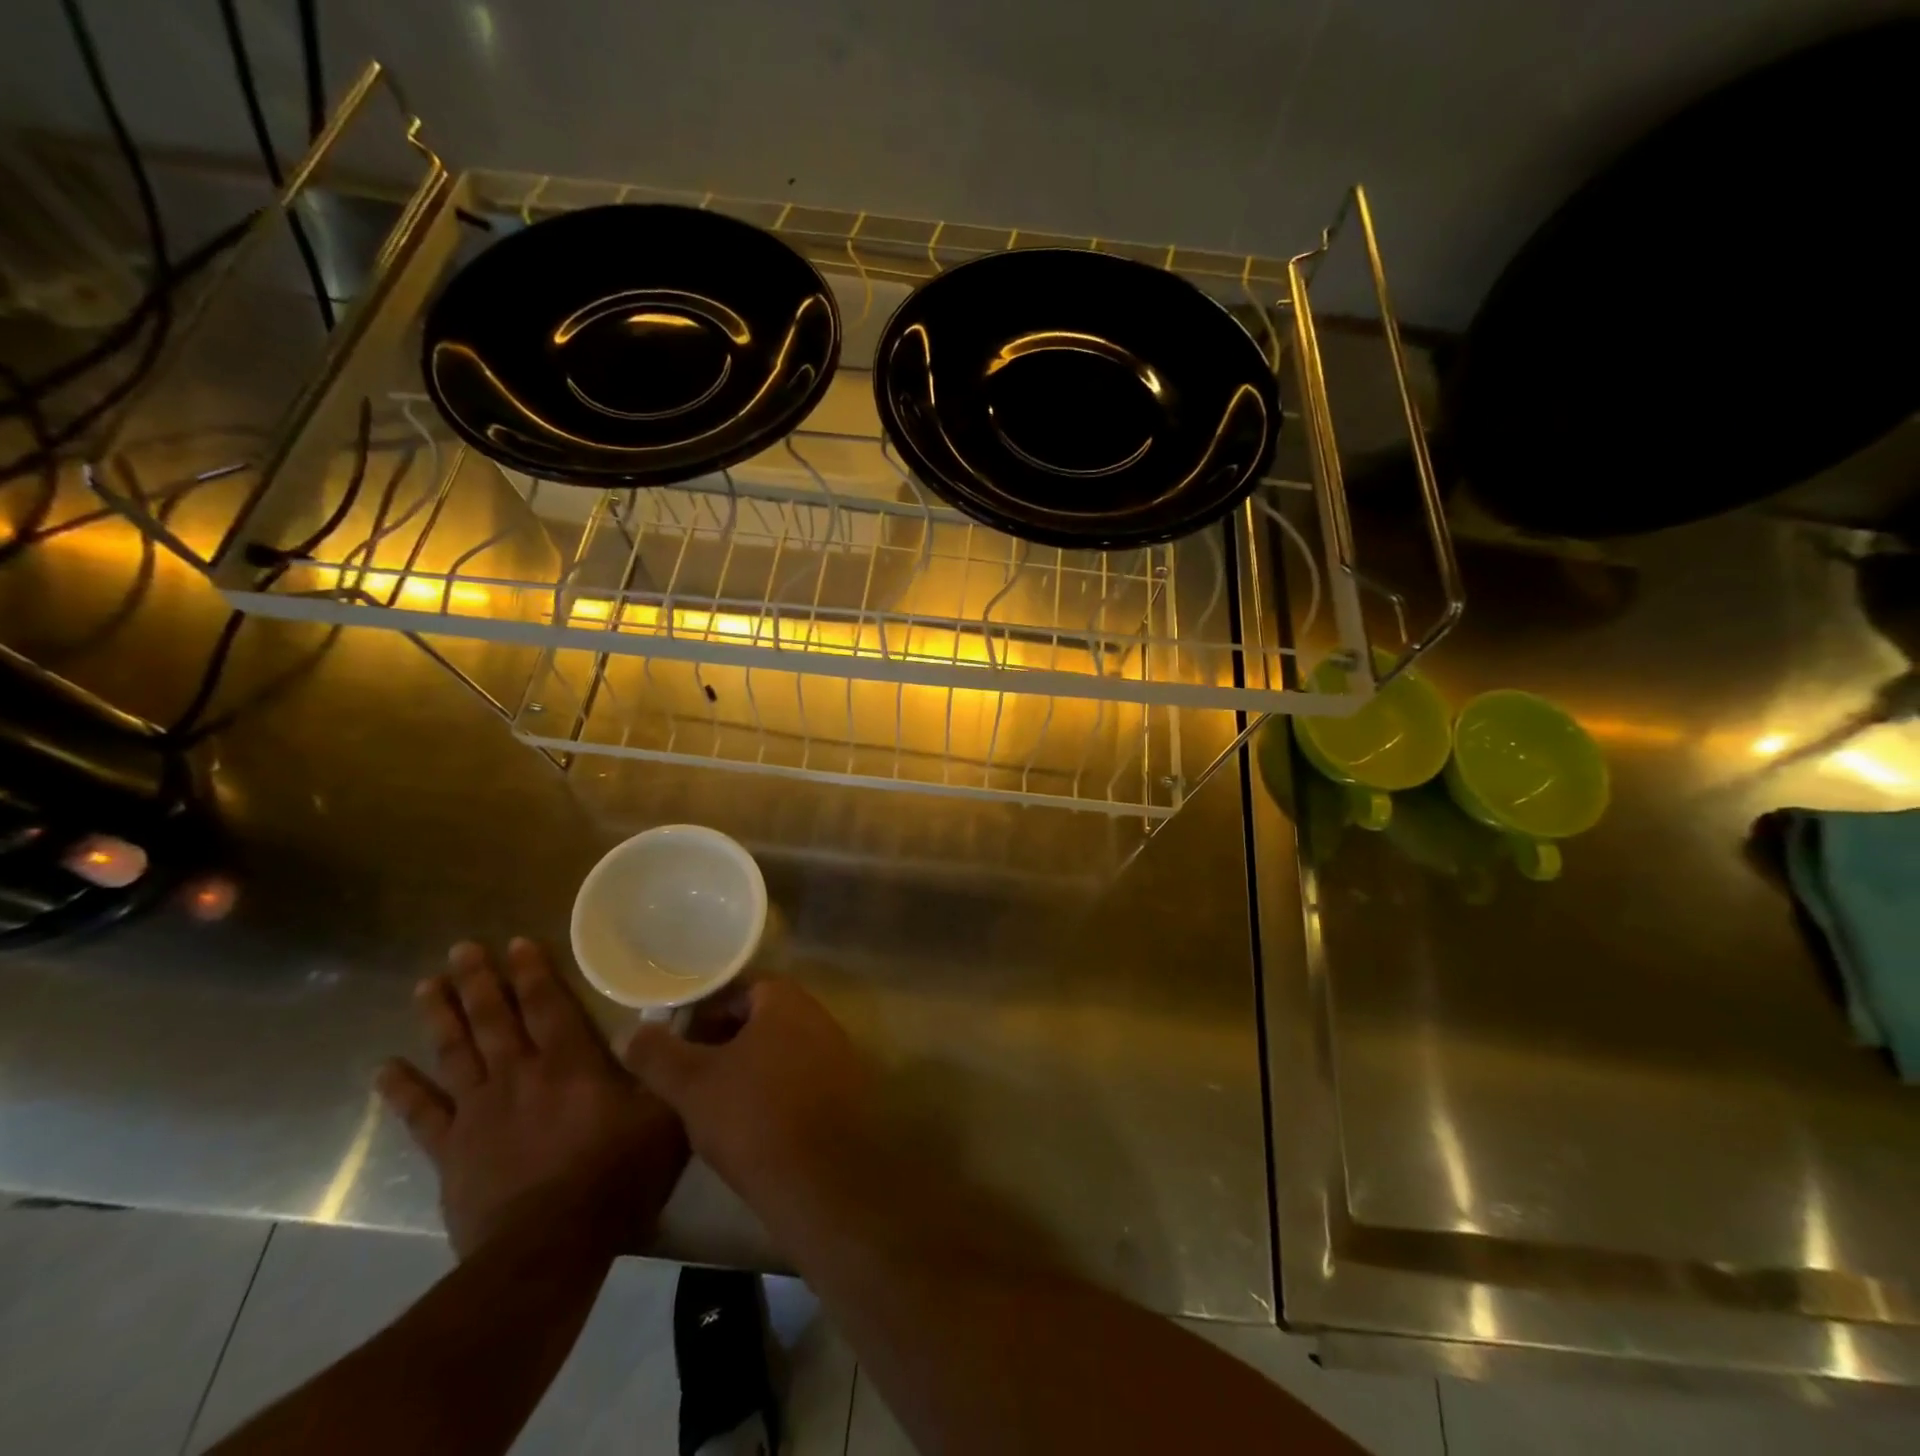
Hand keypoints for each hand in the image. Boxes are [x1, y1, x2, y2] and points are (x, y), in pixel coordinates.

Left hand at [376, 939, 688, 1257]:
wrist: (550, 1248)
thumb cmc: (616, 1175)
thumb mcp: (666, 1113)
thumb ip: (668, 1063)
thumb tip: (688, 1019)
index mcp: (569, 1062)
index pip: (547, 1004)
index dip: (532, 972)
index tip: (515, 942)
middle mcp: (520, 1074)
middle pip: (495, 1018)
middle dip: (479, 981)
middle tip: (461, 948)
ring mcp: (480, 1112)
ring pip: (456, 1053)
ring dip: (441, 1017)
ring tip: (425, 985)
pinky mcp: (452, 1152)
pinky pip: (422, 1115)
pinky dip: (402, 1090)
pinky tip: (383, 1069)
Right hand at [622, 977, 870, 1210]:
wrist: (824, 1180)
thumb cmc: (754, 1117)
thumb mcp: (692, 1085)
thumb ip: (657, 1054)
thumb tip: (627, 1032)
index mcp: (786, 1000)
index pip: (738, 988)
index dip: (703, 1010)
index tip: (675, 1038)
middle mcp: (818, 1016)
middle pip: (761, 1018)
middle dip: (724, 1039)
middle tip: (689, 1071)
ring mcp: (837, 1053)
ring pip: (780, 1050)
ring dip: (748, 1067)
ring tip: (713, 1101)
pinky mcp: (846, 1092)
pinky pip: (801, 1078)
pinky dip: (774, 1090)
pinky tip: (751, 1125)